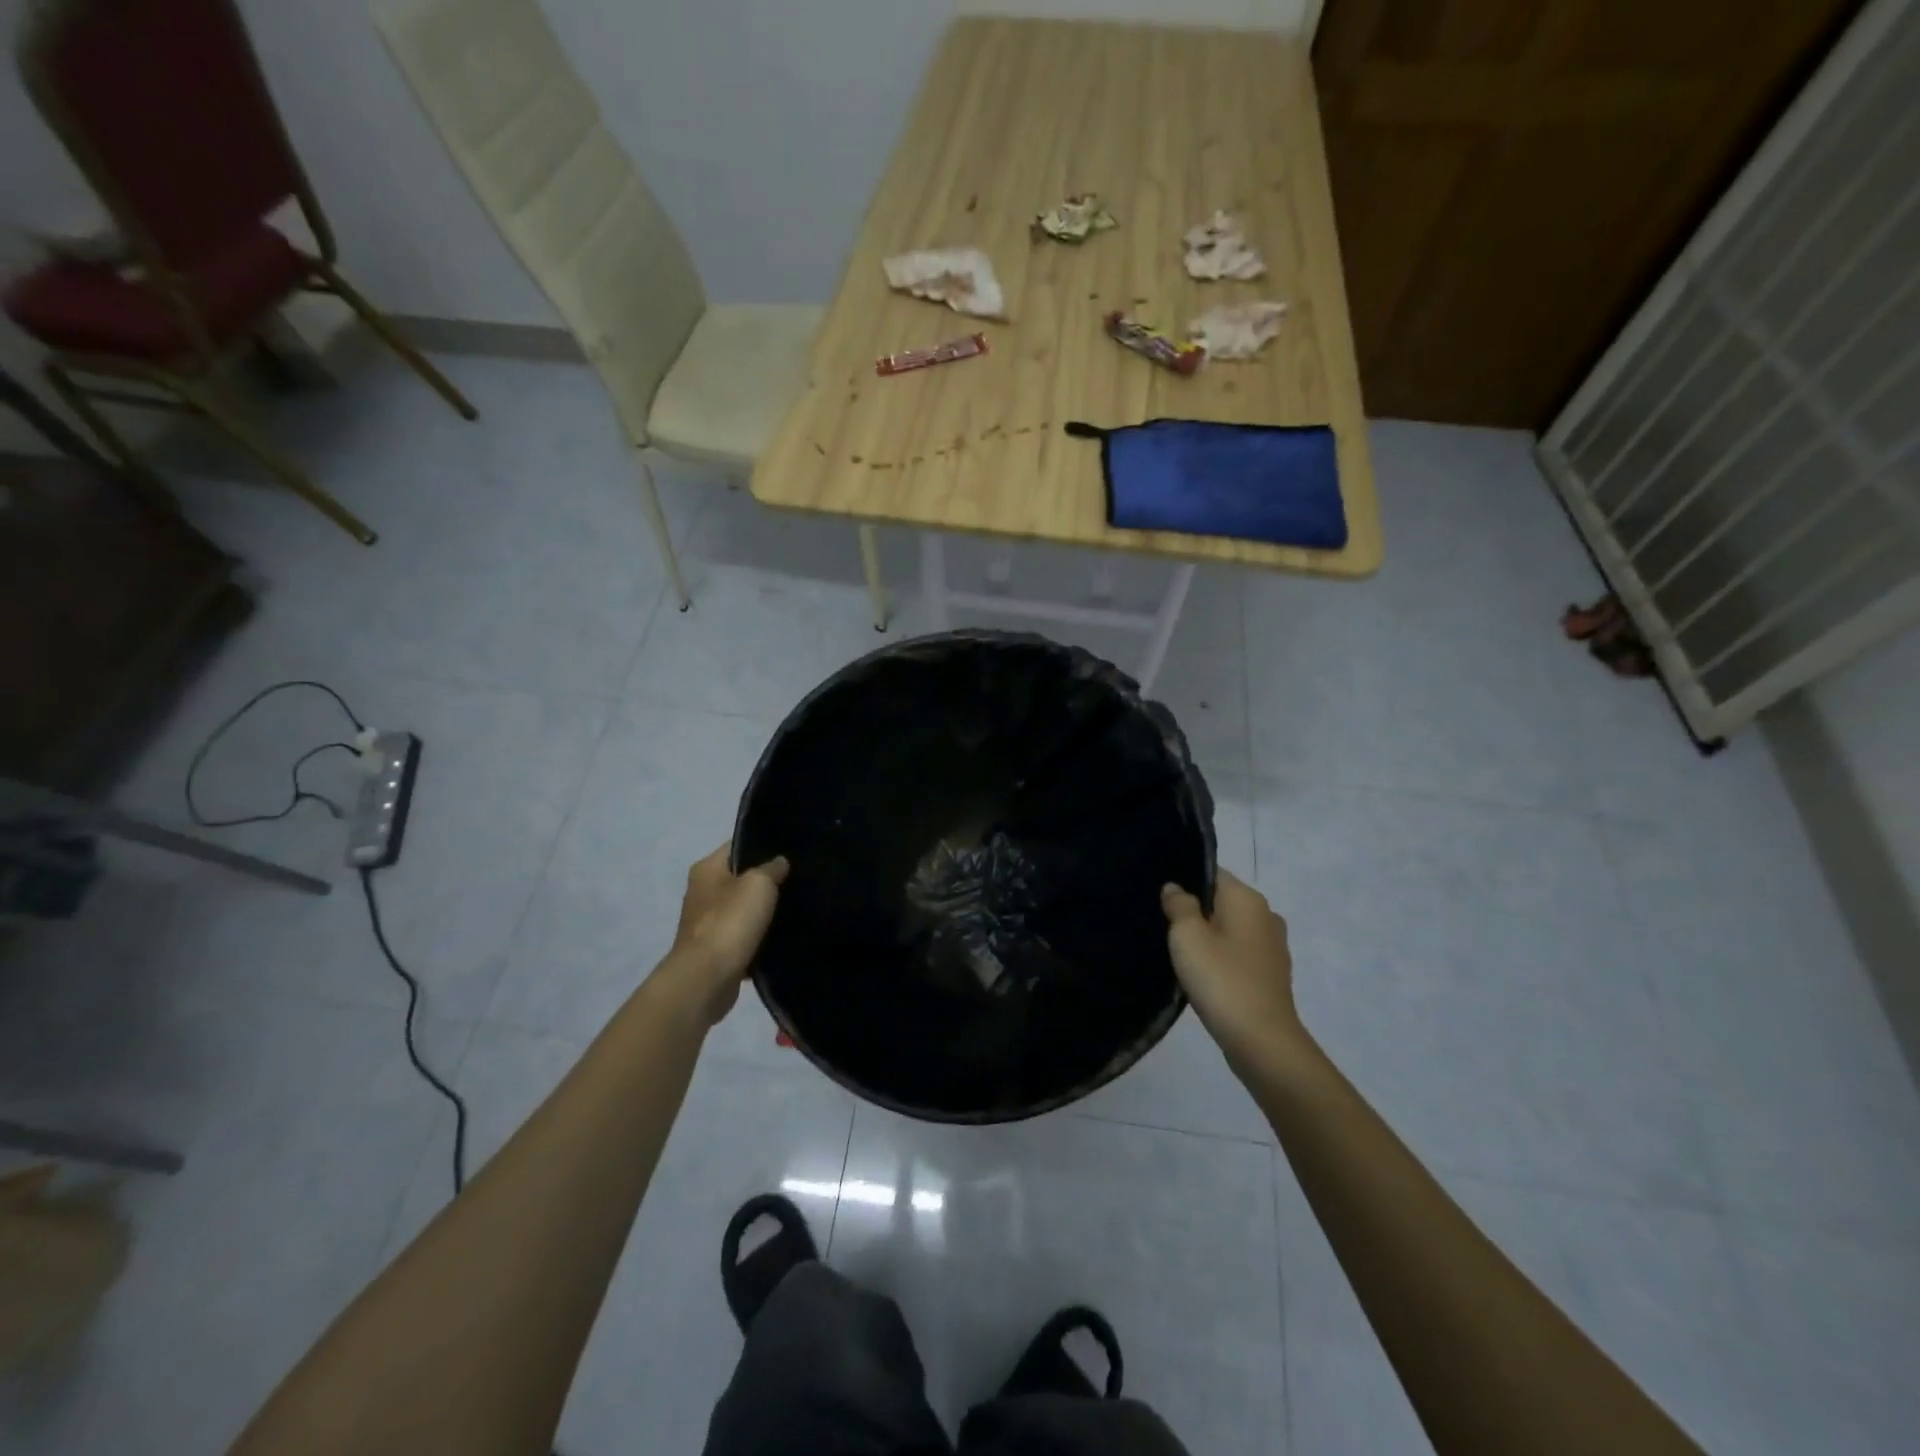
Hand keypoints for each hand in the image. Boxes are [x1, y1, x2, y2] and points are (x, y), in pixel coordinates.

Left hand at [657, 844, 789, 1027]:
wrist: (706, 978)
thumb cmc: (730, 922)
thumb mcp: (759, 884)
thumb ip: (772, 868)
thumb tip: (779, 862)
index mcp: (706, 869)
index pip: (738, 846)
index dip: (763, 845)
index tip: (791, 850)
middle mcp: (702, 892)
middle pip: (741, 878)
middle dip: (767, 880)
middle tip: (798, 879)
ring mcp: (707, 922)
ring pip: (744, 909)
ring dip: (764, 911)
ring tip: (796, 907)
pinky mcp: (716, 949)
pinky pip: (743, 936)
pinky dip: (759, 938)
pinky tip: (783, 937)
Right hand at [1162, 872, 1302, 1069]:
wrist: (1261, 1040)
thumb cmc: (1221, 978)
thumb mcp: (1186, 935)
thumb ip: (1179, 905)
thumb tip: (1176, 888)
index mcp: (1247, 898)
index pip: (1211, 872)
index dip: (1184, 879)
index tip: (1159, 894)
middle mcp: (1266, 914)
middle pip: (1221, 901)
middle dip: (1194, 909)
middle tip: (1161, 921)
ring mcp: (1273, 946)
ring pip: (1230, 928)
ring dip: (1207, 935)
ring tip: (1177, 949)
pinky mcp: (1271, 973)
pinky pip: (1239, 952)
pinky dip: (1221, 957)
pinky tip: (1201, 972)